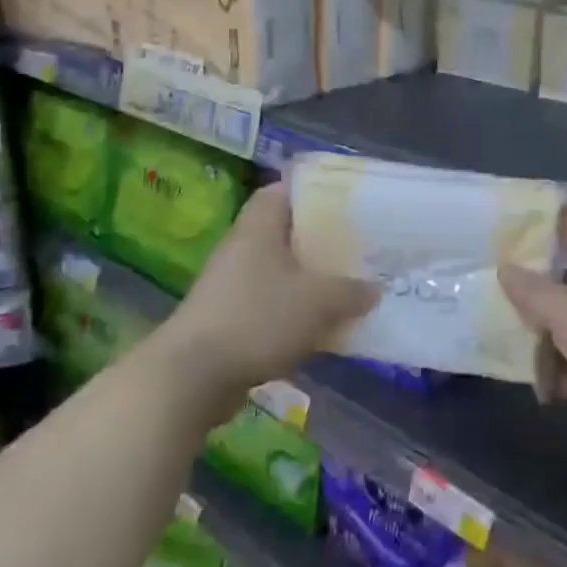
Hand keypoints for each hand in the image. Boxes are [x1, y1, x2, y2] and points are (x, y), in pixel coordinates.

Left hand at [156, 184, 375, 407]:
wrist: (192, 377)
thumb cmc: (258, 317)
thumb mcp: (318, 301)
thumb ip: (351, 291)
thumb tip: (373, 289)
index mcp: (259, 226)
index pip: (285, 190)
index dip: (315, 191)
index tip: (348, 202)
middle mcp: (243, 247)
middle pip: (287, 233)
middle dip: (322, 241)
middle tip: (359, 246)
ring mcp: (232, 285)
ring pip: (282, 272)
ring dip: (311, 280)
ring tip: (349, 287)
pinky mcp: (230, 319)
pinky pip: (272, 305)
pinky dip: (296, 312)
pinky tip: (324, 327)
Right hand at [498, 206, 566, 447]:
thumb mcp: (566, 312)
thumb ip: (532, 292)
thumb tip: (504, 267)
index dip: (544, 217)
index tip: (511, 217)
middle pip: (566, 278)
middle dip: (533, 285)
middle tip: (490, 286)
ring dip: (544, 336)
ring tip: (501, 340)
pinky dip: (564, 374)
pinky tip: (536, 387)